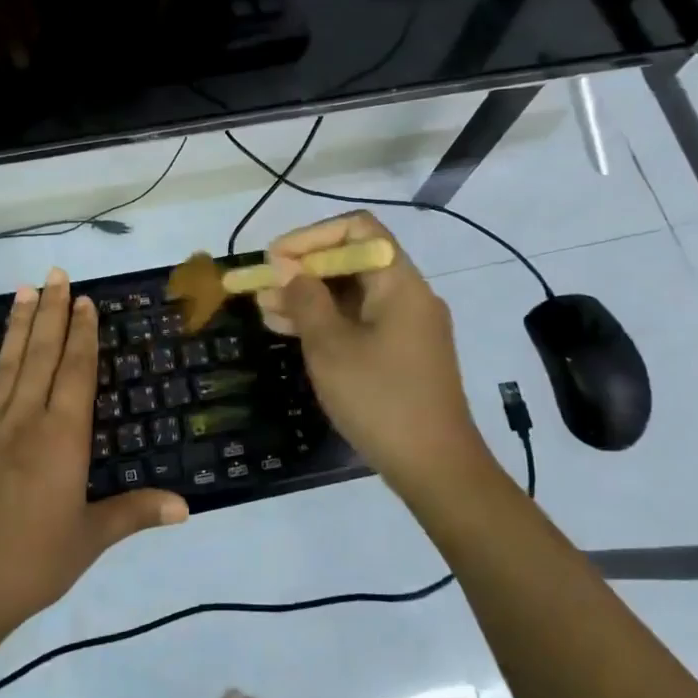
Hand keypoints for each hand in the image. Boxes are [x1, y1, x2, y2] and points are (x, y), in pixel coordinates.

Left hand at [0, 270, 188, 636]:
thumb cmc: (31, 564)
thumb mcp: (90, 540)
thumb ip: (135, 513)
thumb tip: (186, 506)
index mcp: (62, 439)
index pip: (76, 372)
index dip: (82, 334)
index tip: (84, 300)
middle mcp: (26, 422)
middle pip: (42, 357)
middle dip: (52, 313)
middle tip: (57, 274)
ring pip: (6, 367)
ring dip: (17, 327)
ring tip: (24, 290)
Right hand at [253, 213, 492, 497]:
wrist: (436, 468)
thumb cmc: (380, 399)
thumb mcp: (330, 346)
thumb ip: (305, 300)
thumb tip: (289, 270)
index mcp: (399, 282)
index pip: (357, 229)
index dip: (311, 237)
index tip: (276, 259)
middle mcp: (408, 295)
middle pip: (352, 261)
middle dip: (304, 270)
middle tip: (261, 287)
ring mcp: (407, 326)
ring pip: (352, 295)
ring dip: (309, 298)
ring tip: (264, 310)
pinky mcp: (402, 354)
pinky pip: (359, 322)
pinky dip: (327, 322)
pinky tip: (290, 332)